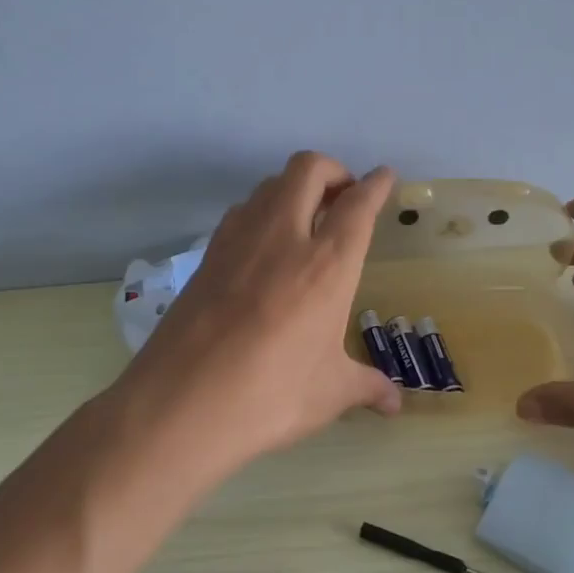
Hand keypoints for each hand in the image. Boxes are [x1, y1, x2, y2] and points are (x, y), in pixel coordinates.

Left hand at [113, 152, 401, 465]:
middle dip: (333, 171)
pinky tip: (264, 248)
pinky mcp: (207, 254)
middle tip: (344, 199)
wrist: (179, 404)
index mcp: (326, 264)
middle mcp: (283, 236)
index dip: (375, 185)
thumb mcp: (328, 393)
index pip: (358, 205)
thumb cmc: (269, 396)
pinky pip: (241, 212)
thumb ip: (366, 387)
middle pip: (309, 169)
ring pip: (270, 183)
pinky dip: (262, 212)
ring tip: (306, 220)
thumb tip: (394, 404)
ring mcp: (239, 240)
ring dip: (294, 188)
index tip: (384, 176)